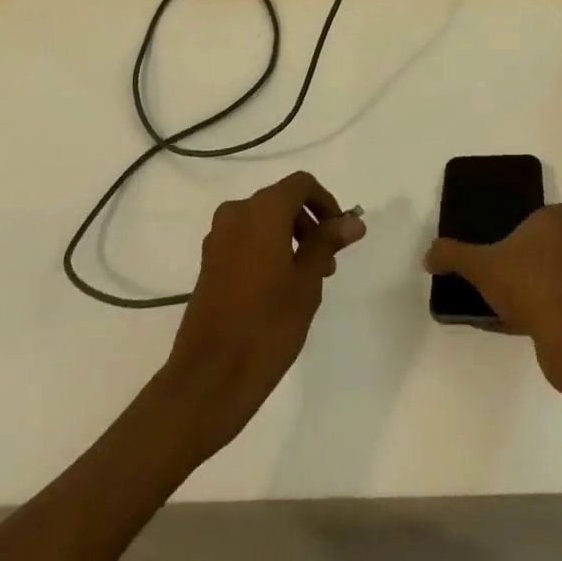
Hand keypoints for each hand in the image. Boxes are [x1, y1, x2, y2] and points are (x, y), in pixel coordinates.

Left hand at [162, 171, 365, 452]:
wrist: (208, 378)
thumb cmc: (267, 326)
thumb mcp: (307, 283)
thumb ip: (327, 243)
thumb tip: (352, 221)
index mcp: (263, 210)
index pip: (301, 184)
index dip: (326, 202)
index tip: (340, 234)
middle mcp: (237, 212)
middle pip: (281, 201)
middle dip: (308, 223)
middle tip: (328, 263)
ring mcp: (218, 237)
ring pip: (263, 221)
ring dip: (289, 238)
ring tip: (306, 281)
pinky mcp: (208, 262)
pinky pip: (245, 240)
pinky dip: (266, 249)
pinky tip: (278, 289)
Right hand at [423, 204, 561, 392]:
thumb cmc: (526, 285)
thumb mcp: (480, 266)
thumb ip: (452, 255)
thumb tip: (429, 254)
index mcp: (552, 227)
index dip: (549, 217)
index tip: (528, 226)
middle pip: (558, 243)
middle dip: (535, 250)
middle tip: (506, 258)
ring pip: (558, 274)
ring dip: (538, 280)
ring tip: (507, 293)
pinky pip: (557, 304)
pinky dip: (541, 308)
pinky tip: (515, 321)